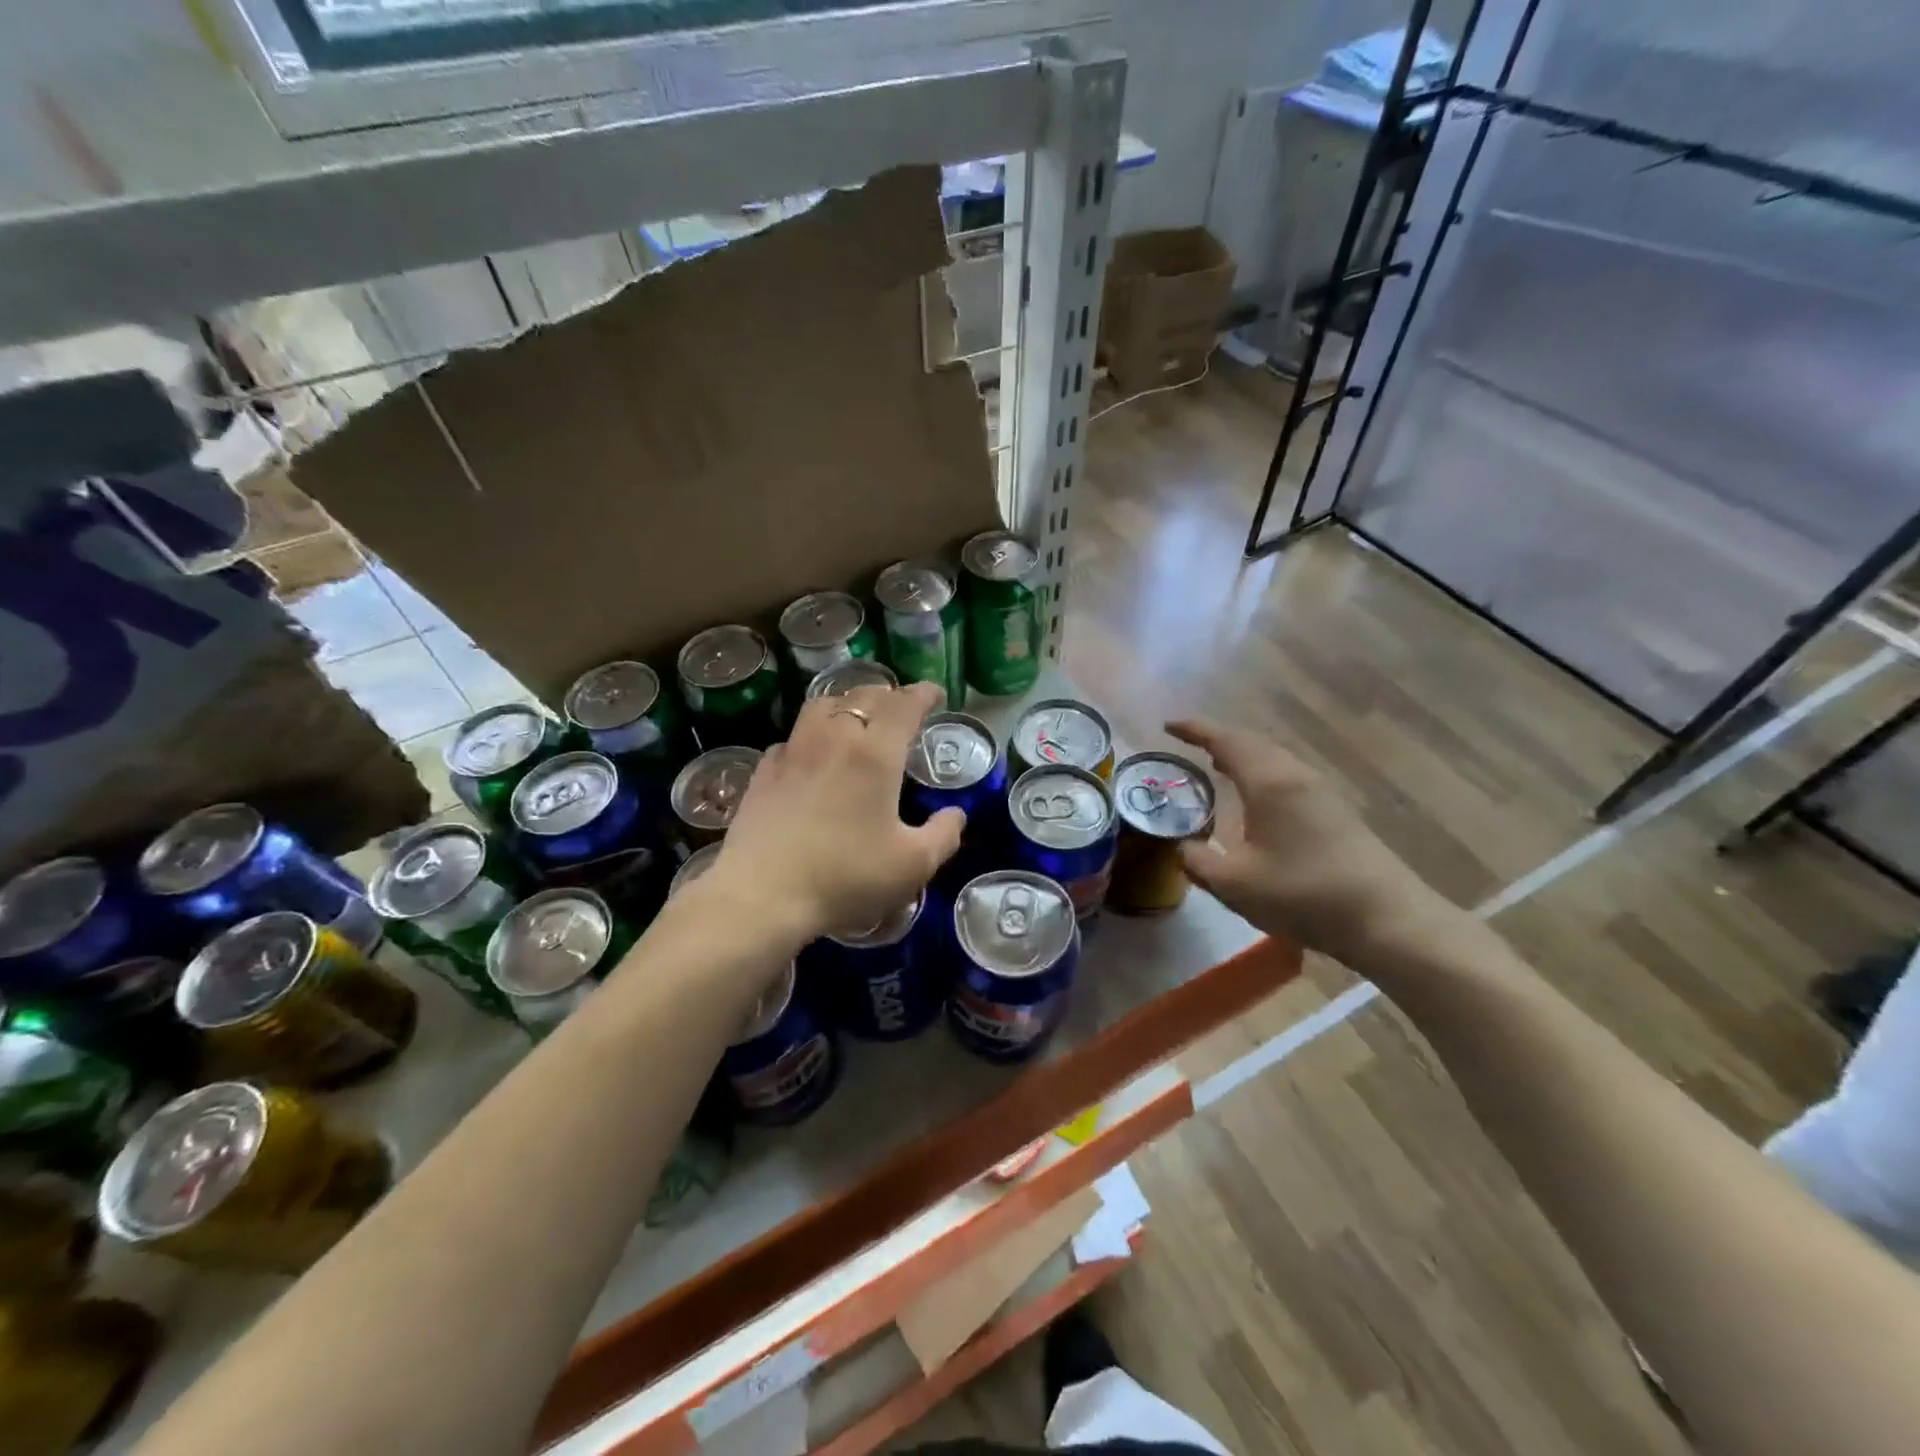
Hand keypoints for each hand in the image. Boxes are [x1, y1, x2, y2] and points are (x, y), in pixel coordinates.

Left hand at [713, 682, 965, 943]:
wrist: (761, 896)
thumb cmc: (846, 877)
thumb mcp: (912, 865)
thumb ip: (943, 835)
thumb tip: (956, 814)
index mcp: (875, 752)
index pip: (904, 704)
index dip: (924, 694)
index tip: (936, 694)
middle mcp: (834, 738)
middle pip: (863, 696)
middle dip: (888, 695)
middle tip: (902, 708)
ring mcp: (793, 752)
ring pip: (822, 706)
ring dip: (847, 703)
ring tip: (857, 718)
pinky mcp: (763, 772)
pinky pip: (793, 737)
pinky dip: (811, 735)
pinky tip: (812, 755)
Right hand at [1168, 719, 1452, 964]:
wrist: (1385, 918)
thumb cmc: (1303, 894)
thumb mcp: (1234, 884)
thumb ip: (1198, 861)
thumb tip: (1183, 847)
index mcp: (1269, 782)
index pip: (1226, 741)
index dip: (1195, 729)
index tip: (1168, 725)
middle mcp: (1295, 775)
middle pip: (1252, 743)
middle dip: (1218, 739)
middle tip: (1188, 745)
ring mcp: (1320, 791)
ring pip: (1272, 758)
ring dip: (1242, 755)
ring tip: (1216, 765)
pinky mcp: (1334, 811)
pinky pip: (1286, 775)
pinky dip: (1260, 772)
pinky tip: (1254, 796)